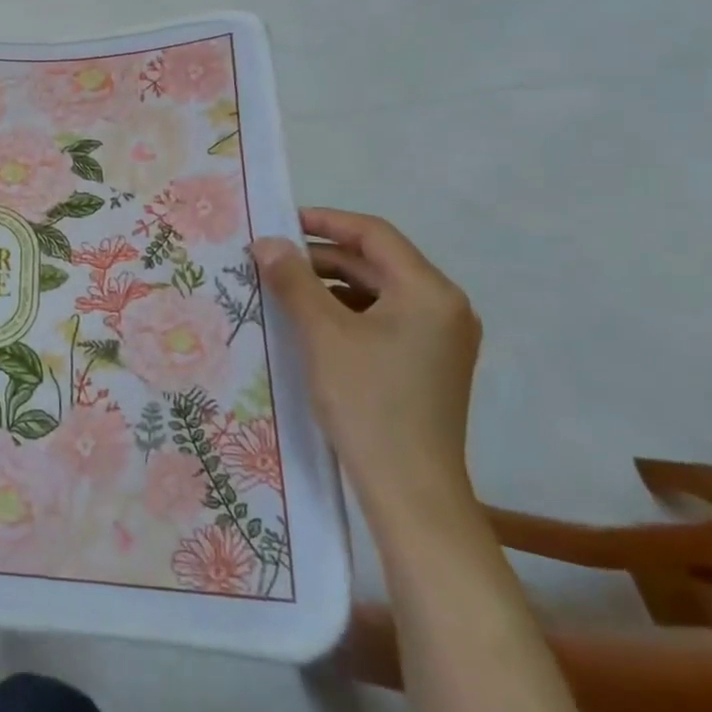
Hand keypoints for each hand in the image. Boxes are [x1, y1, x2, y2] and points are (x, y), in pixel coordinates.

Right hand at [252, 209, 480, 517]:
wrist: (410, 489)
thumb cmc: (368, 401)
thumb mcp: (322, 333)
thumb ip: (293, 279)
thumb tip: (267, 242)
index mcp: (429, 292)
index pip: (374, 234)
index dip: (325, 221)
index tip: (279, 222)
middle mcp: (444, 308)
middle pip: (377, 262)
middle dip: (322, 257)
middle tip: (272, 259)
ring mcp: (441, 339)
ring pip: (378, 292)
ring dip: (331, 285)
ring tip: (284, 290)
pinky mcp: (429, 364)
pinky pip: (384, 319)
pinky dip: (347, 312)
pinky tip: (311, 325)